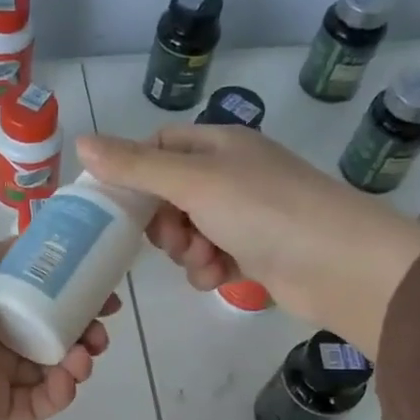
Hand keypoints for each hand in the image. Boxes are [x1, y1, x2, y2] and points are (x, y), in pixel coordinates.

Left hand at [0, 242, 117, 419]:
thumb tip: (33, 241)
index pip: (39, 296)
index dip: (73, 294)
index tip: (104, 294)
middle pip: (51, 333)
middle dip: (83, 330)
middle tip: (100, 332)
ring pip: (50, 369)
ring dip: (77, 361)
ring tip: (85, 357)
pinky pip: (38, 403)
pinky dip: (59, 394)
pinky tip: (67, 381)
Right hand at [74, 127, 419, 356]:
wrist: (338, 263)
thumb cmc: (263, 210)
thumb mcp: (192, 181)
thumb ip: (135, 167)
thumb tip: (82, 142)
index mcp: (219, 145)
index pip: (159, 147)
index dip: (134, 174)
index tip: (117, 206)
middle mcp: (232, 174)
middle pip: (169, 195)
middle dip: (163, 223)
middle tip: (172, 238)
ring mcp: (246, 215)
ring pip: (188, 232)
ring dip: (187, 252)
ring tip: (206, 262)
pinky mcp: (256, 252)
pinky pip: (213, 259)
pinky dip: (211, 269)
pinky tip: (222, 277)